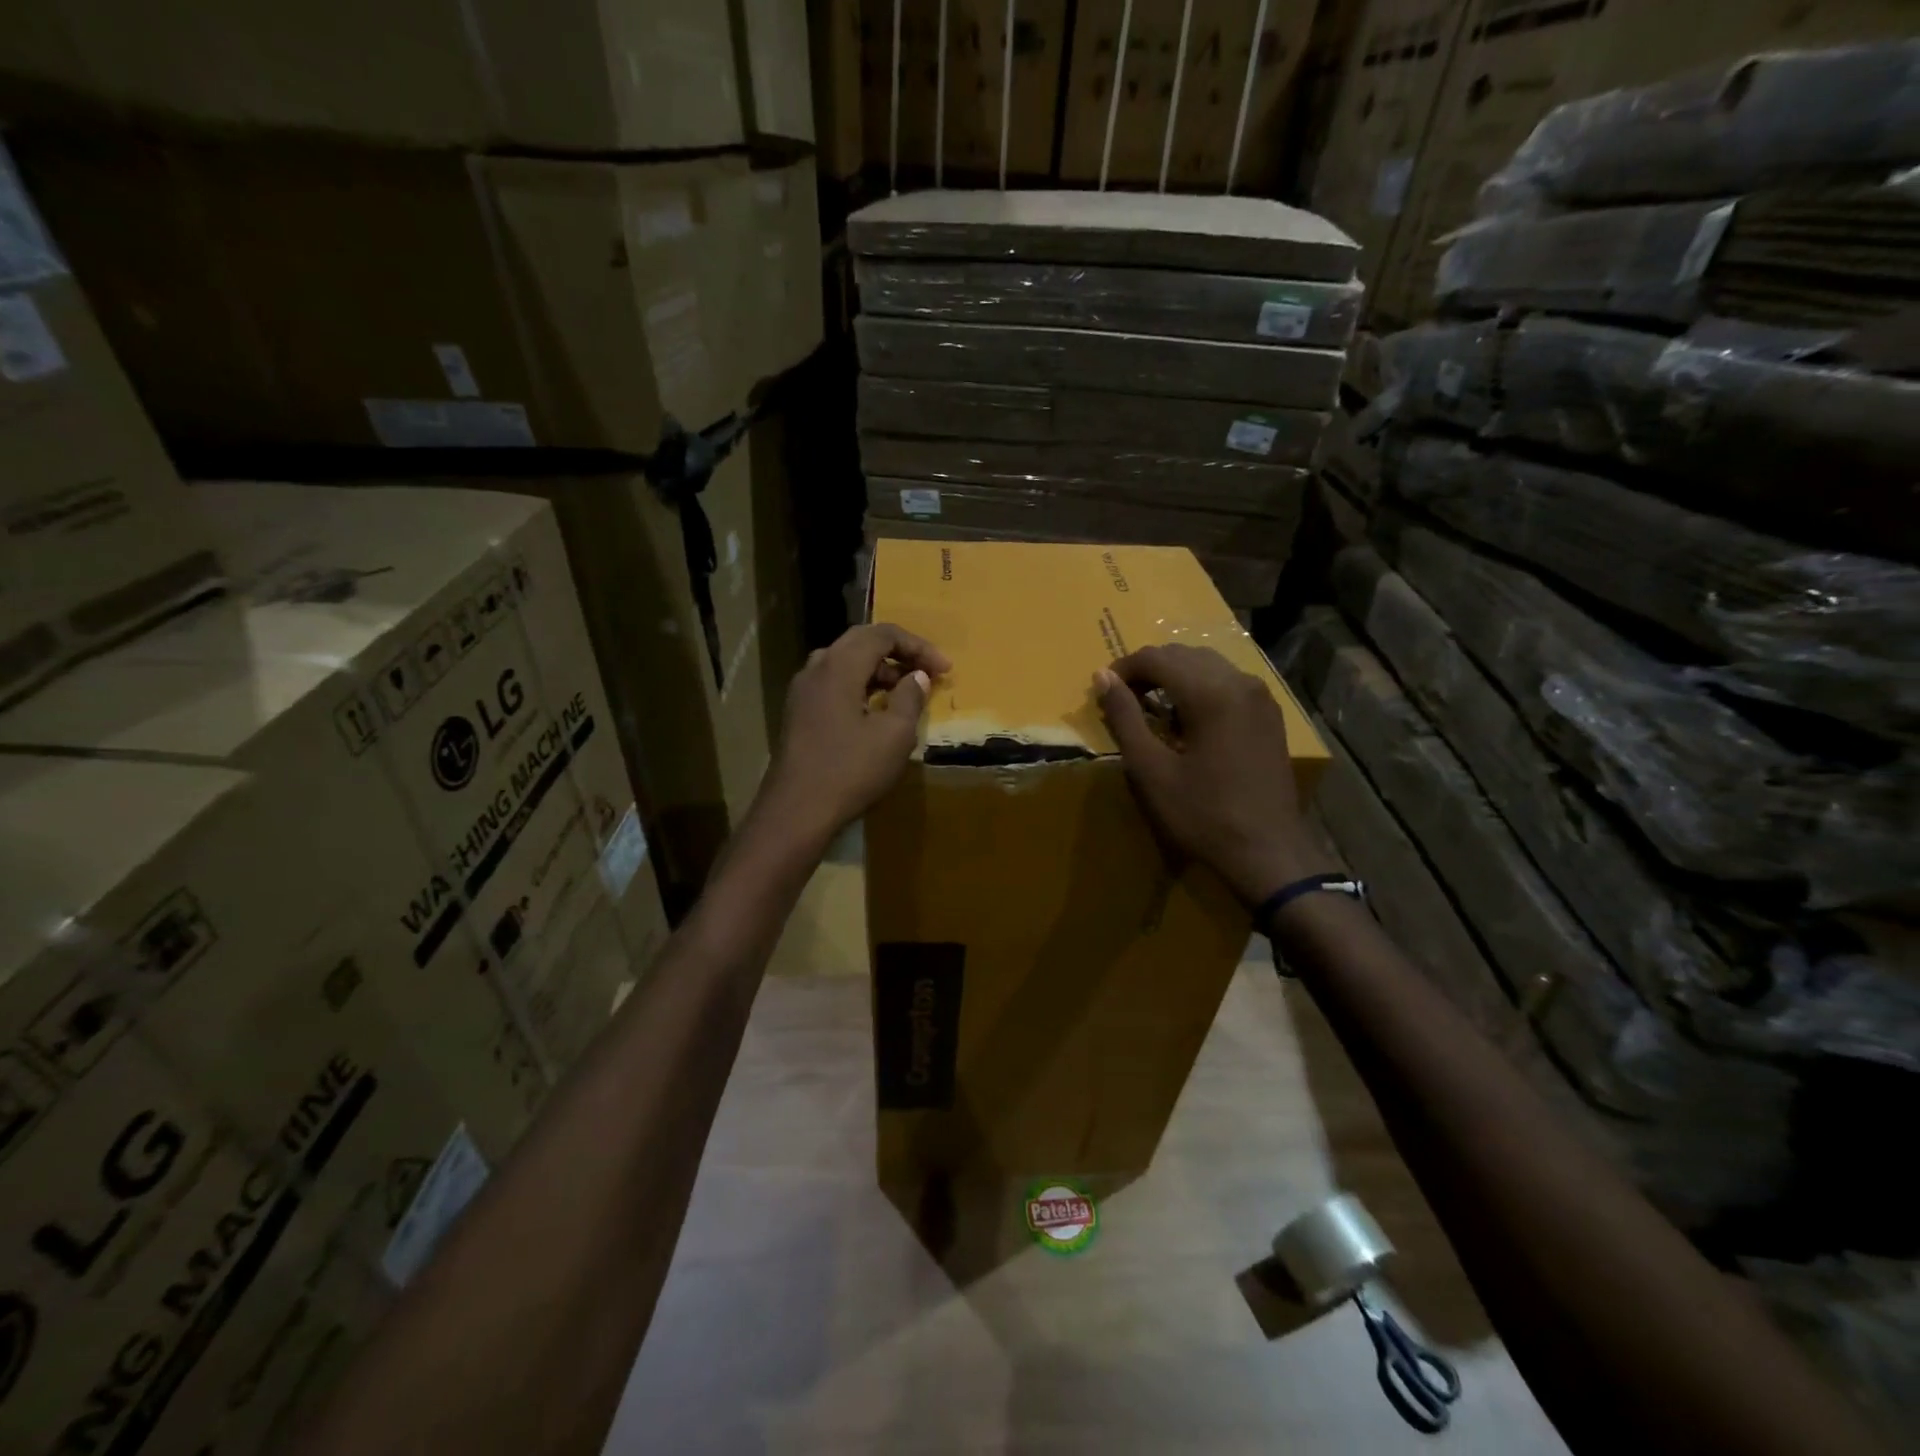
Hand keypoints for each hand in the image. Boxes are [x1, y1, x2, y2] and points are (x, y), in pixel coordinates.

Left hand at [757, 622, 950, 848]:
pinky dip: (860, 686)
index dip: (918, 646)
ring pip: (846, 663)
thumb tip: (916, 676)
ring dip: (879, 670)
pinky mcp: (798, 712)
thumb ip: (910, 698)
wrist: (797, 810)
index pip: (883, 634)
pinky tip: (876, 711)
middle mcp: (816, 667)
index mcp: (839, 665)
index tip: (944, 670)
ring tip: (906, 692)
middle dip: (899, 653)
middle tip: (927, 673)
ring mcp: (802, 690)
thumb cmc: (851, 770)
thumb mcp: (895, 735)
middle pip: (861, 642)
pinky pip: (834, 683)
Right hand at [1094, 645, 1335, 905]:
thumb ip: (1124, 717)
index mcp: (1211, 692)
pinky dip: (1200, 688)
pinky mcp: (1269, 714)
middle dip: (1148, 670)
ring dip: (1174, 677)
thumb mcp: (1150, 769)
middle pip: (1183, 654)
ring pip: (1207, 664)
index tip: (1104, 691)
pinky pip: (1227, 682)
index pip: (1157, 657)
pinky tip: (1187, 720)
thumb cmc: (1201, 814)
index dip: (1124, 668)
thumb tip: (1102, 677)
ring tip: (1152, 709)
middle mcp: (1240, 682)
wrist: (1267, 851)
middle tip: (1124, 701)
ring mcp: (1260, 697)